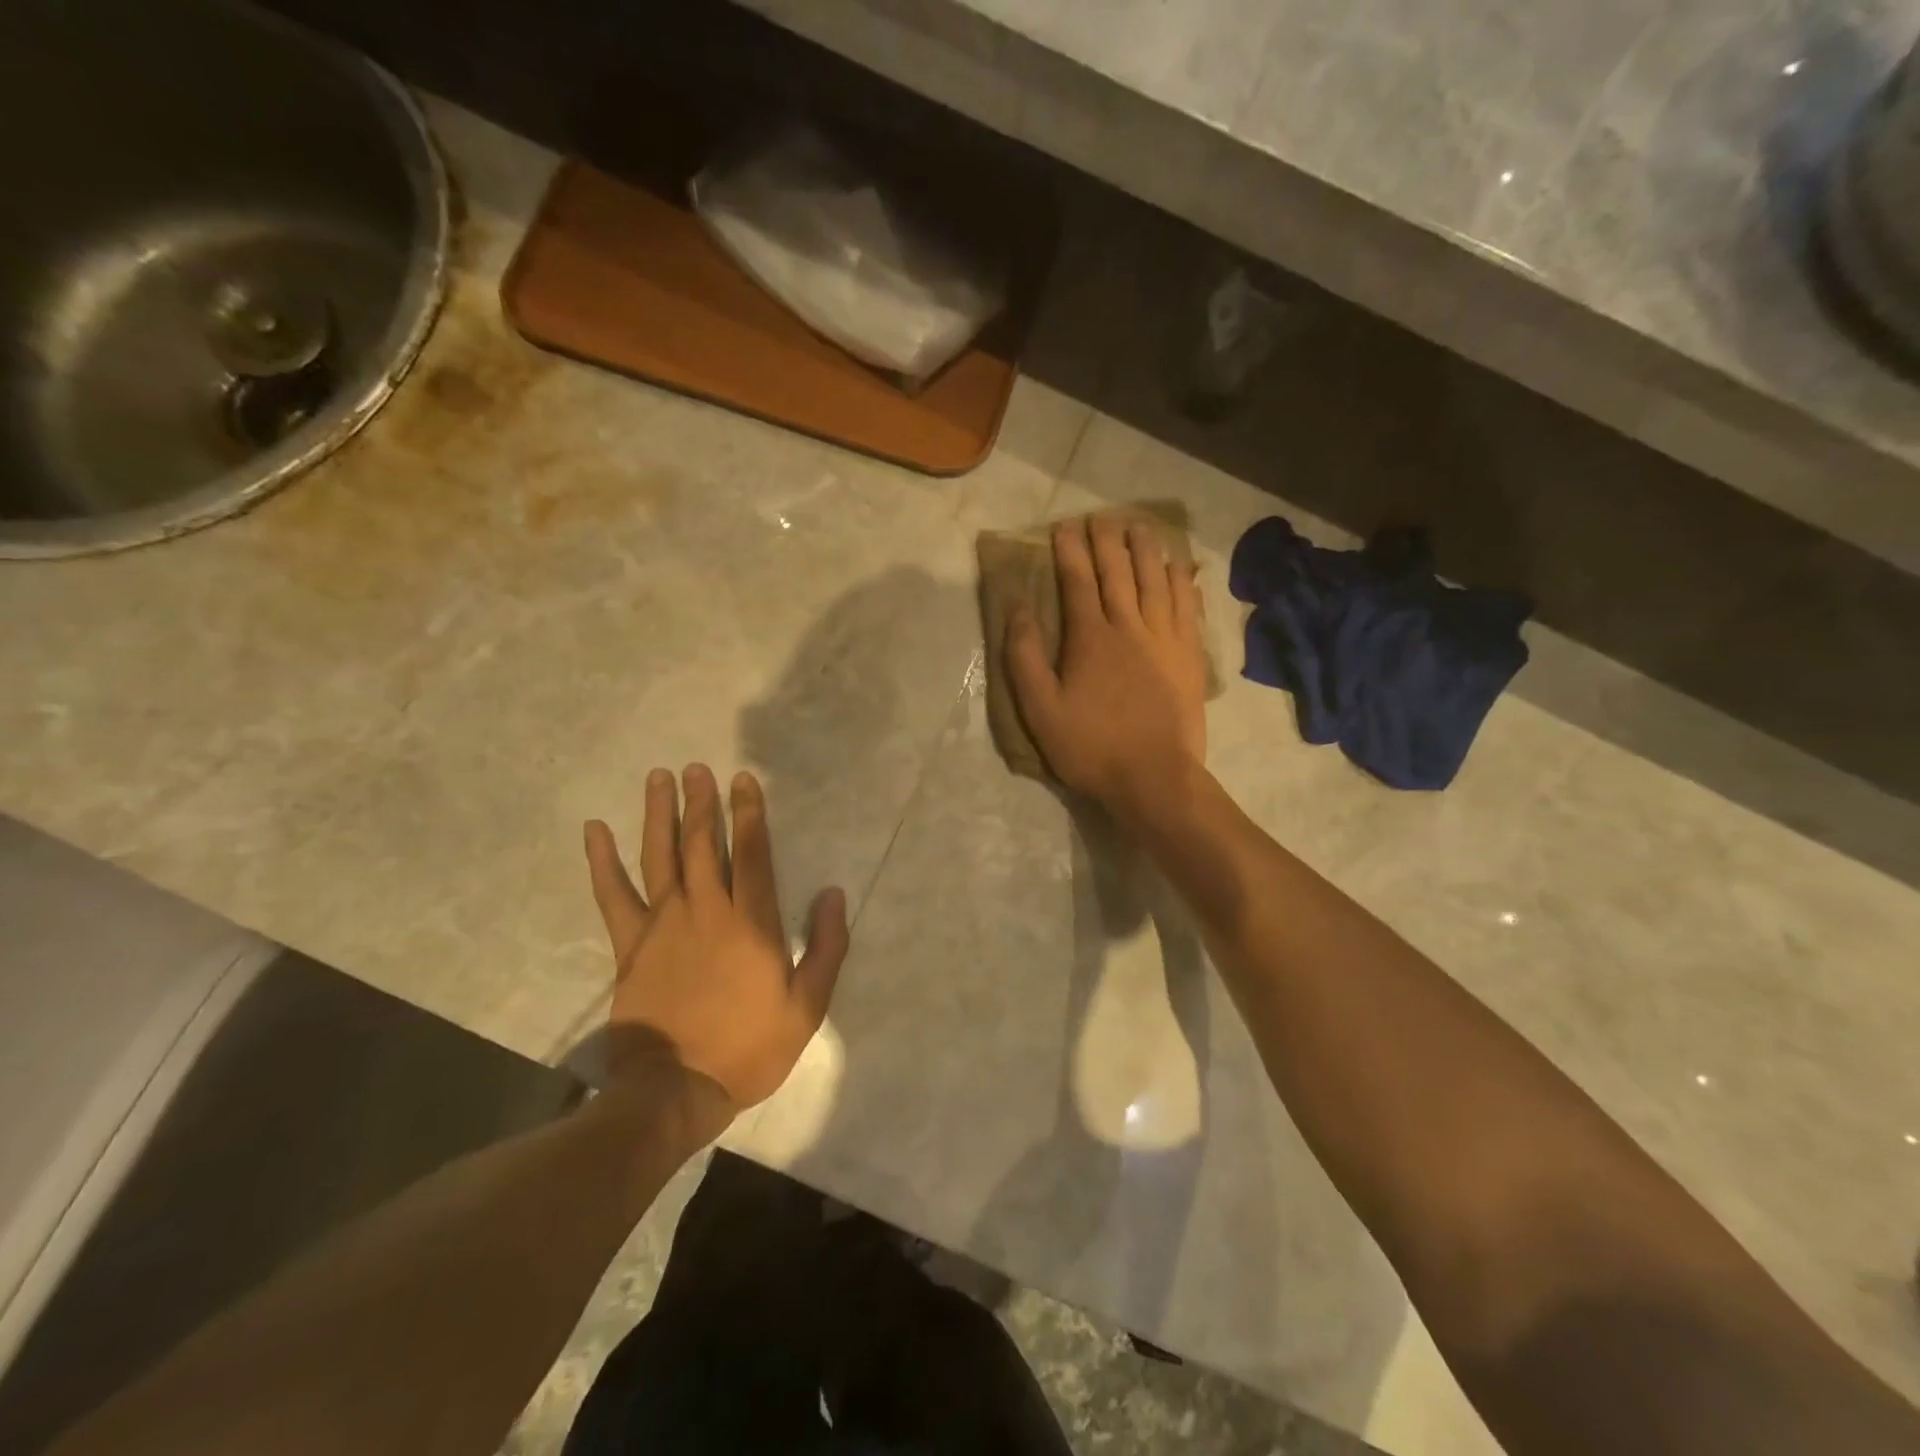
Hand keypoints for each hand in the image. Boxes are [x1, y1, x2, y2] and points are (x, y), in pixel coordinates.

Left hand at [583, 765, 848, 1120]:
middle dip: (703, 803)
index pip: (752, 853)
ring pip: (661, 857)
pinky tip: (595, 831)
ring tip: (658, 778)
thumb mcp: (807, 1004)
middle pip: (704, 844)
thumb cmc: (749, 1048)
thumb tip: (831, 893)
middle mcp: (706, 911)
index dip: (750, 813)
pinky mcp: (630, 946)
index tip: (743, 781)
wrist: (676, 1091)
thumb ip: (825, 946)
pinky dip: (602, 862)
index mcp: (750, 922)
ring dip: (659, 815)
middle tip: (697, 768)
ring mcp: (663, 925)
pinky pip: (613, 896)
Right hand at [1006, 515, 1208, 815]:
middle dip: (1107, 541)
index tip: (1064, 527)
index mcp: (1090, 638)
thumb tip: (1018, 608)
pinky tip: (1180, 568)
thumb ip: (1026, 657)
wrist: (1153, 778)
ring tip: (1140, 526)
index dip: (1071, 551)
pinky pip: (1188, 607)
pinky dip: (1183, 582)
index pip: (1078, 582)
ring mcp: (1165, 639)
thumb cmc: (1090, 747)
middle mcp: (1130, 627)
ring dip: (1146, 550)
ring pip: (1156, 582)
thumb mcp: (1041, 709)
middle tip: (1101, 517)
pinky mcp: (1189, 656)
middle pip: (1119, 573)